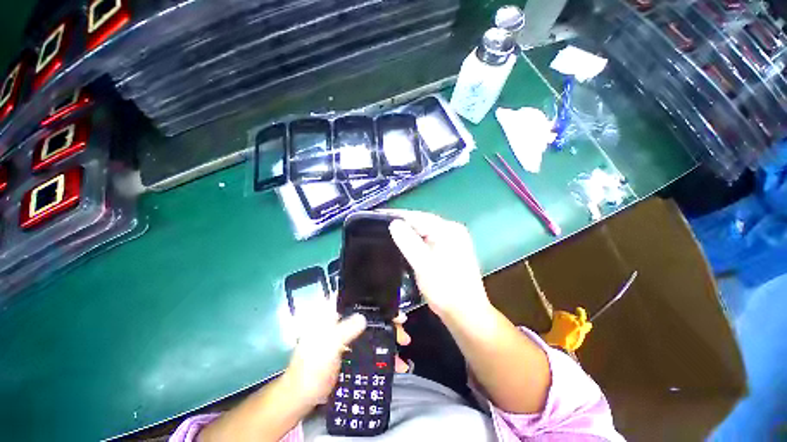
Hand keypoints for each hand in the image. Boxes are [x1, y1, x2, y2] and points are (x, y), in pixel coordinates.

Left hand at [283, 313, 412, 407]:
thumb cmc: (311, 368)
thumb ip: (344, 331)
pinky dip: (383, 353)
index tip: (393, 307)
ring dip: (388, 337)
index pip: (358, 301)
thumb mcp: (327, 347)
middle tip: (403, 327)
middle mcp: (342, 322)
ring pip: (372, 331)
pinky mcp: (352, 352)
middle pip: (369, 316)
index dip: (376, 301)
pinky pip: (371, 347)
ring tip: (405, 345)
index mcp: (333, 315)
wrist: (302, 397)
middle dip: (387, 321)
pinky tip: (396, 363)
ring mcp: (348, 338)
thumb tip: (364, 317)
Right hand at [388, 211, 491, 320]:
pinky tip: (406, 247)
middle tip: (381, 228)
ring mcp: (453, 241)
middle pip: (422, 223)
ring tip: (389, 236)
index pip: (418, 216)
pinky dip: (417, 243)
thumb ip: (408, 242)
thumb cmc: (445, 289)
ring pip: (425, 232)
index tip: (379, 217)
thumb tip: (394, 223)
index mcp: (448, 230)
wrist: (466, 314)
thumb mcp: (423, 264)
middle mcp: (452, 231)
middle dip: (403, 225)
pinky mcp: (450, 251)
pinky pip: (429, 241)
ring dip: (409, 235)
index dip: (398, 216)